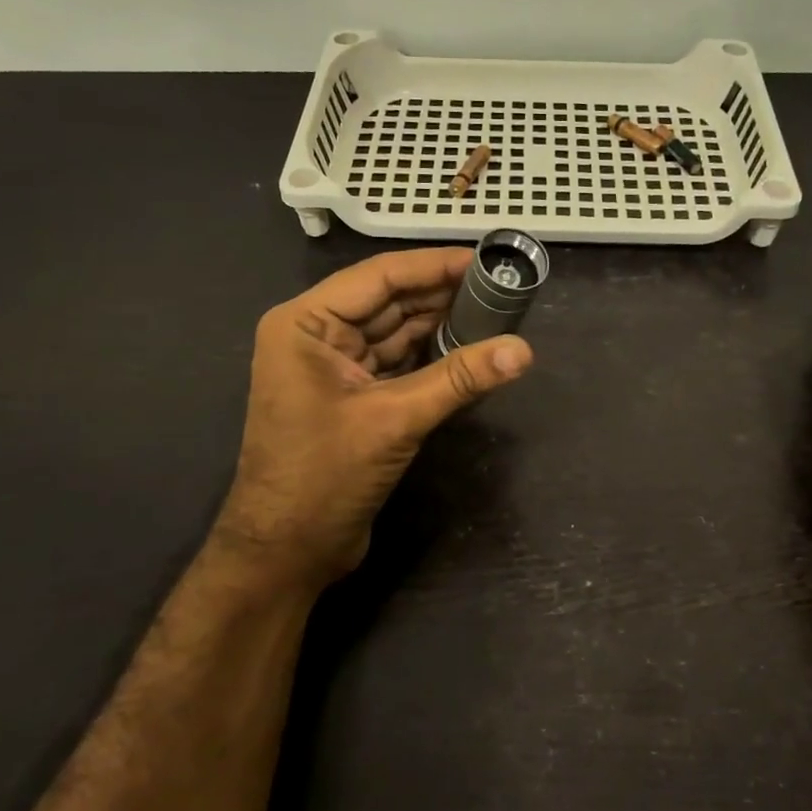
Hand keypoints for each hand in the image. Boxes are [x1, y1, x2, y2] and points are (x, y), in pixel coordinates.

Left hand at [215, 248, 532, 582]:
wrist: (287, 551)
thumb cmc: (324, 477)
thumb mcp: (395, 420)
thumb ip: (459, 379)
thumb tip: (524, 350)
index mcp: (306, 324)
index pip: (379, 277)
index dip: (433, 266)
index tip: (485, 259)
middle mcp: (316, 336)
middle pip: (388, 302)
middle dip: (442, 296)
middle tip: (501, 287)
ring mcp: (333, 369)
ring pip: (395, 334)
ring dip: (440, 327)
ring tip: (495, 314)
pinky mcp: (352, 399)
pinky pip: (397, 365)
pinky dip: (431, 359)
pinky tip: (469, 352)